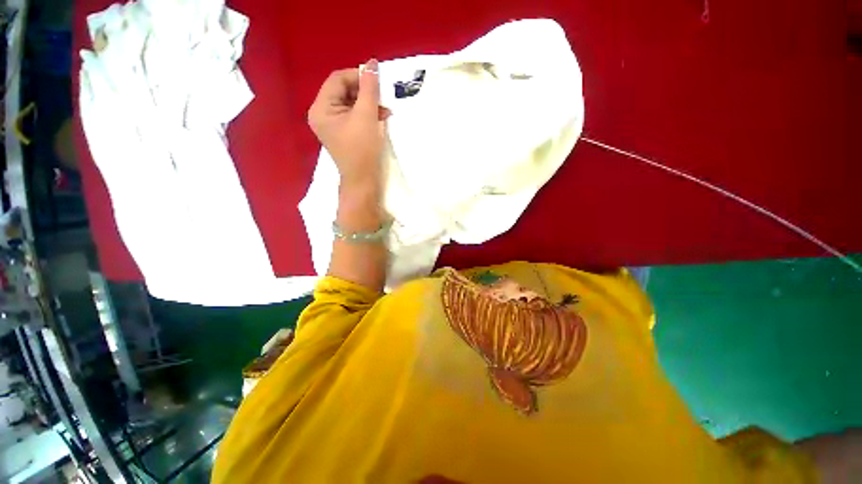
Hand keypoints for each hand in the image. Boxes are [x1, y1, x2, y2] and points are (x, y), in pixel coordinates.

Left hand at [307, 60, 389, 185]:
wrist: (363, 181)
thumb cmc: (362, 150)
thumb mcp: (366, 117)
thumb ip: (369, 89)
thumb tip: (372, 64)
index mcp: (321, 108)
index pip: (338, 80)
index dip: (358, 76)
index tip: (378, 79)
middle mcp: (322, 113)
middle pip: (343, 91)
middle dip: (365, 91)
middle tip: (383, 96)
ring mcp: (332, 124)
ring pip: (350, 103)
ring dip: (368, 103)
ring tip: (385, 108)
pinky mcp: (342, 132)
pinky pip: (353, 114)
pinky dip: (367, 113)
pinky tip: (381, 116)